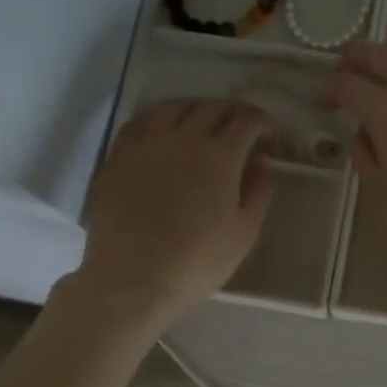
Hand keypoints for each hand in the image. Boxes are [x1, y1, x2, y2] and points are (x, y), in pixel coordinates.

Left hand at [78, 99, 272, 326]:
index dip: (262, 121)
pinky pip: (140, 122)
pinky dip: (160, 117)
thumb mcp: (243, 233)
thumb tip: (259, 162)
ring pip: (173, 107)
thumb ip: (257, 192)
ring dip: (196, 108)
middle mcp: (182, 139)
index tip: (269, 131)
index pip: (245, 121)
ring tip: (203, 120)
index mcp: (219, 157)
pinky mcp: (118, 156)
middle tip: (242, 126)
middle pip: (211, 108)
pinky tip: (163, 129)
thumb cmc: (196, 262)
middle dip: (233, 112)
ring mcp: (145, 144)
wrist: (131, 279)